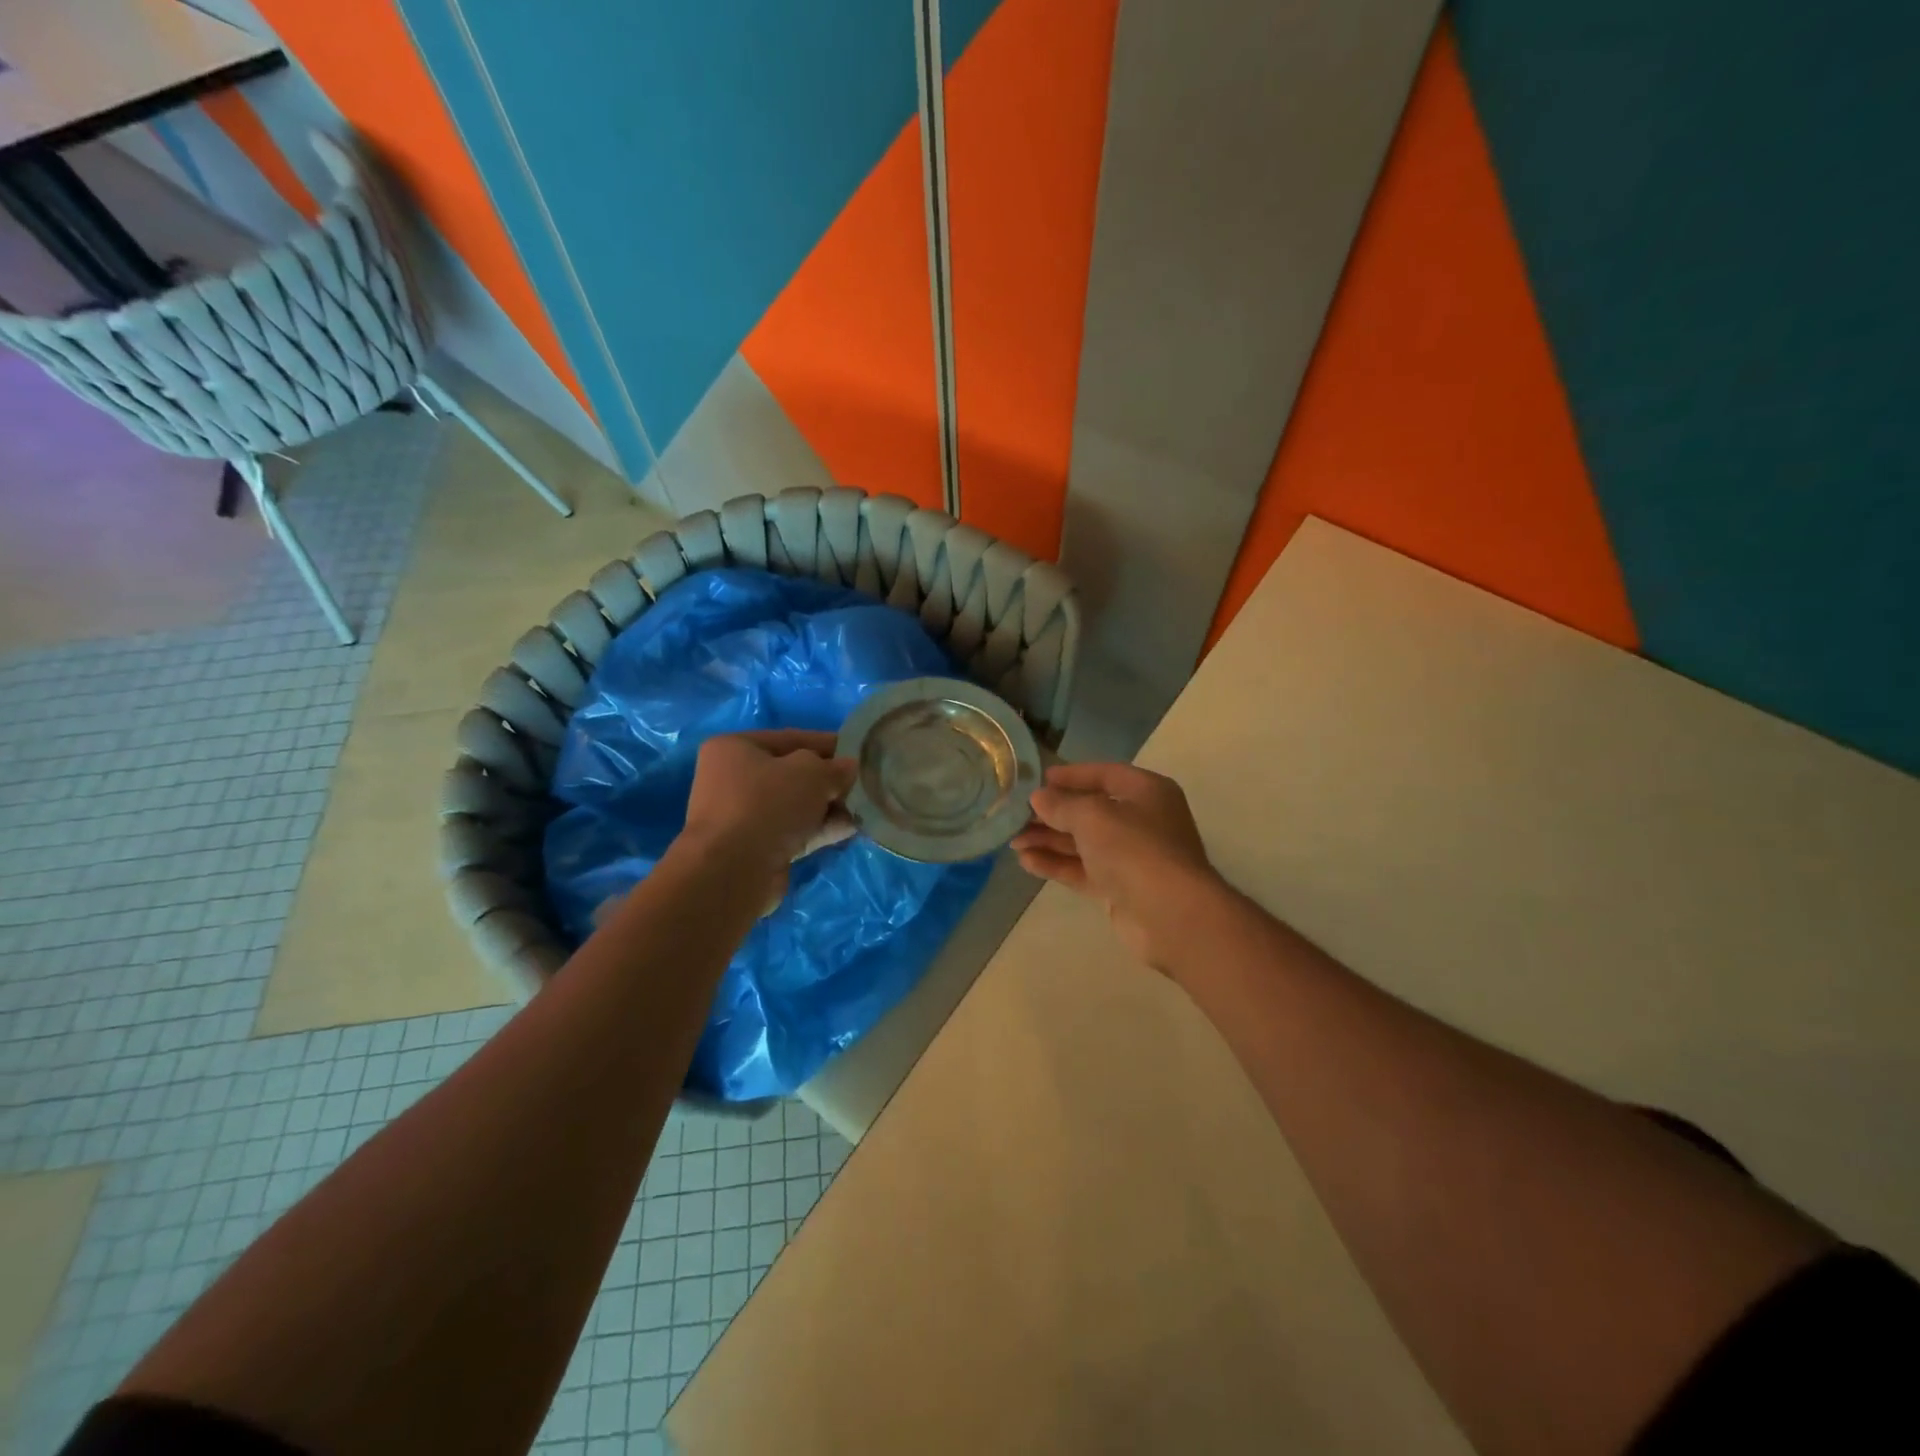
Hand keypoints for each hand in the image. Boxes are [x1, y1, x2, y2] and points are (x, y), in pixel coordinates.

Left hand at [681, 730, 856, 873]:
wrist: (733, 870)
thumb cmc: (768, 804)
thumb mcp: (811, 772)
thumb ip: (835, 767)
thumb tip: (848, 768)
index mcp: (736, 748)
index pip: (791, 738)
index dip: (828, 744)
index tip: (860, 752)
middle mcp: (734, 779)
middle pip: (793, 774)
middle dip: (830, 780)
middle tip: (863, 784)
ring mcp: (743, 816)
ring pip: (796, 805)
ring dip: (829, 806)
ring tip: (864, 809)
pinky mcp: (756, 847)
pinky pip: (795, 830)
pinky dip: (820, 828)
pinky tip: (850, 829)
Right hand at [1012, 763, 1223, 968]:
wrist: (1171, 915)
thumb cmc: (1135, 849)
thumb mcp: (1093, 816)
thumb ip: (1062, 805)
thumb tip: (1038, 798)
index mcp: (1146, 792)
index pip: (1105, 774)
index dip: (1072, 775)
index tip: (1040, 779)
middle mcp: (1142, 821)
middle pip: (1091, 810)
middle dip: (1053, 813)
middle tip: (1017, 815)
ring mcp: (1131, 857)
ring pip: (1083, 843)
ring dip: (1049, 840)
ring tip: (1013, 840)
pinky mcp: (1120, 888)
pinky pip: (1083, 870)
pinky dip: (1057, 864)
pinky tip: (1027, 862)